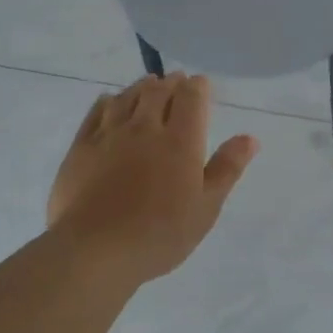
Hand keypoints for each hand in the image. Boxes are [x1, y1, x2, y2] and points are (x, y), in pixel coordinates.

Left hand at [47, 74, 258, 285]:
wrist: (95, 250)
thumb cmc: (160, 234)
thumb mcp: (206, 207)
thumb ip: (227, 169)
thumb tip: (250, 138)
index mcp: (180, 141)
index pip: (191, 98)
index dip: (198, 86)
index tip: (202, 85)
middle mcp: (144, 128)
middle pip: (158, 91)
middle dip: (171, 83)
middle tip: (177, 81)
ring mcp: (109, 135)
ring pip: (127, 97)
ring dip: (141, 87)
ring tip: (149, 85)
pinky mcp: (81, 147)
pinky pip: (96, 112)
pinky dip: (109, 101)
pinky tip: (111, 102)